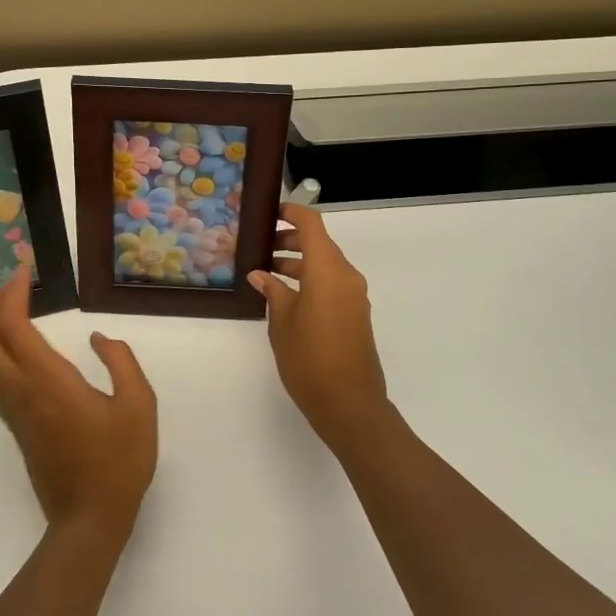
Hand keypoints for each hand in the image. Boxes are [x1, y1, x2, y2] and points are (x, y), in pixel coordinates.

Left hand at [0, 269, 157, 542]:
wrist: (90, 519)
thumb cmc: (119, 461)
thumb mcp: (139, 405)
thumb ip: (121, 361)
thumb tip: (98, 339)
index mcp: (48, 380)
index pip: (13, 325)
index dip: (13, 293)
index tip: (23, 270)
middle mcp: (21, 391)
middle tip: (9, 284)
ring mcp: (14, 411)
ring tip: (9, 307)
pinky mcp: (17, 425)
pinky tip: (16, 346)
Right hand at [249, 204, 390, 455]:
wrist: (349, 403)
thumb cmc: (309, 359)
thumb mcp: (281, 323)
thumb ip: (273, 292)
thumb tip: (261, 275)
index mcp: (328, 270)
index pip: (312, 224)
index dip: (292, 212)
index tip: (269, 212)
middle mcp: (346, 275)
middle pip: (319, 244)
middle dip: (290, 240)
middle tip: (259, 247)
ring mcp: (354, 295)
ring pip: (325, 265)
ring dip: (299, 263)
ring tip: (266, 272)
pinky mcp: (355, 313)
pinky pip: (332, 284)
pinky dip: (310, 280)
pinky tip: (285, 295)